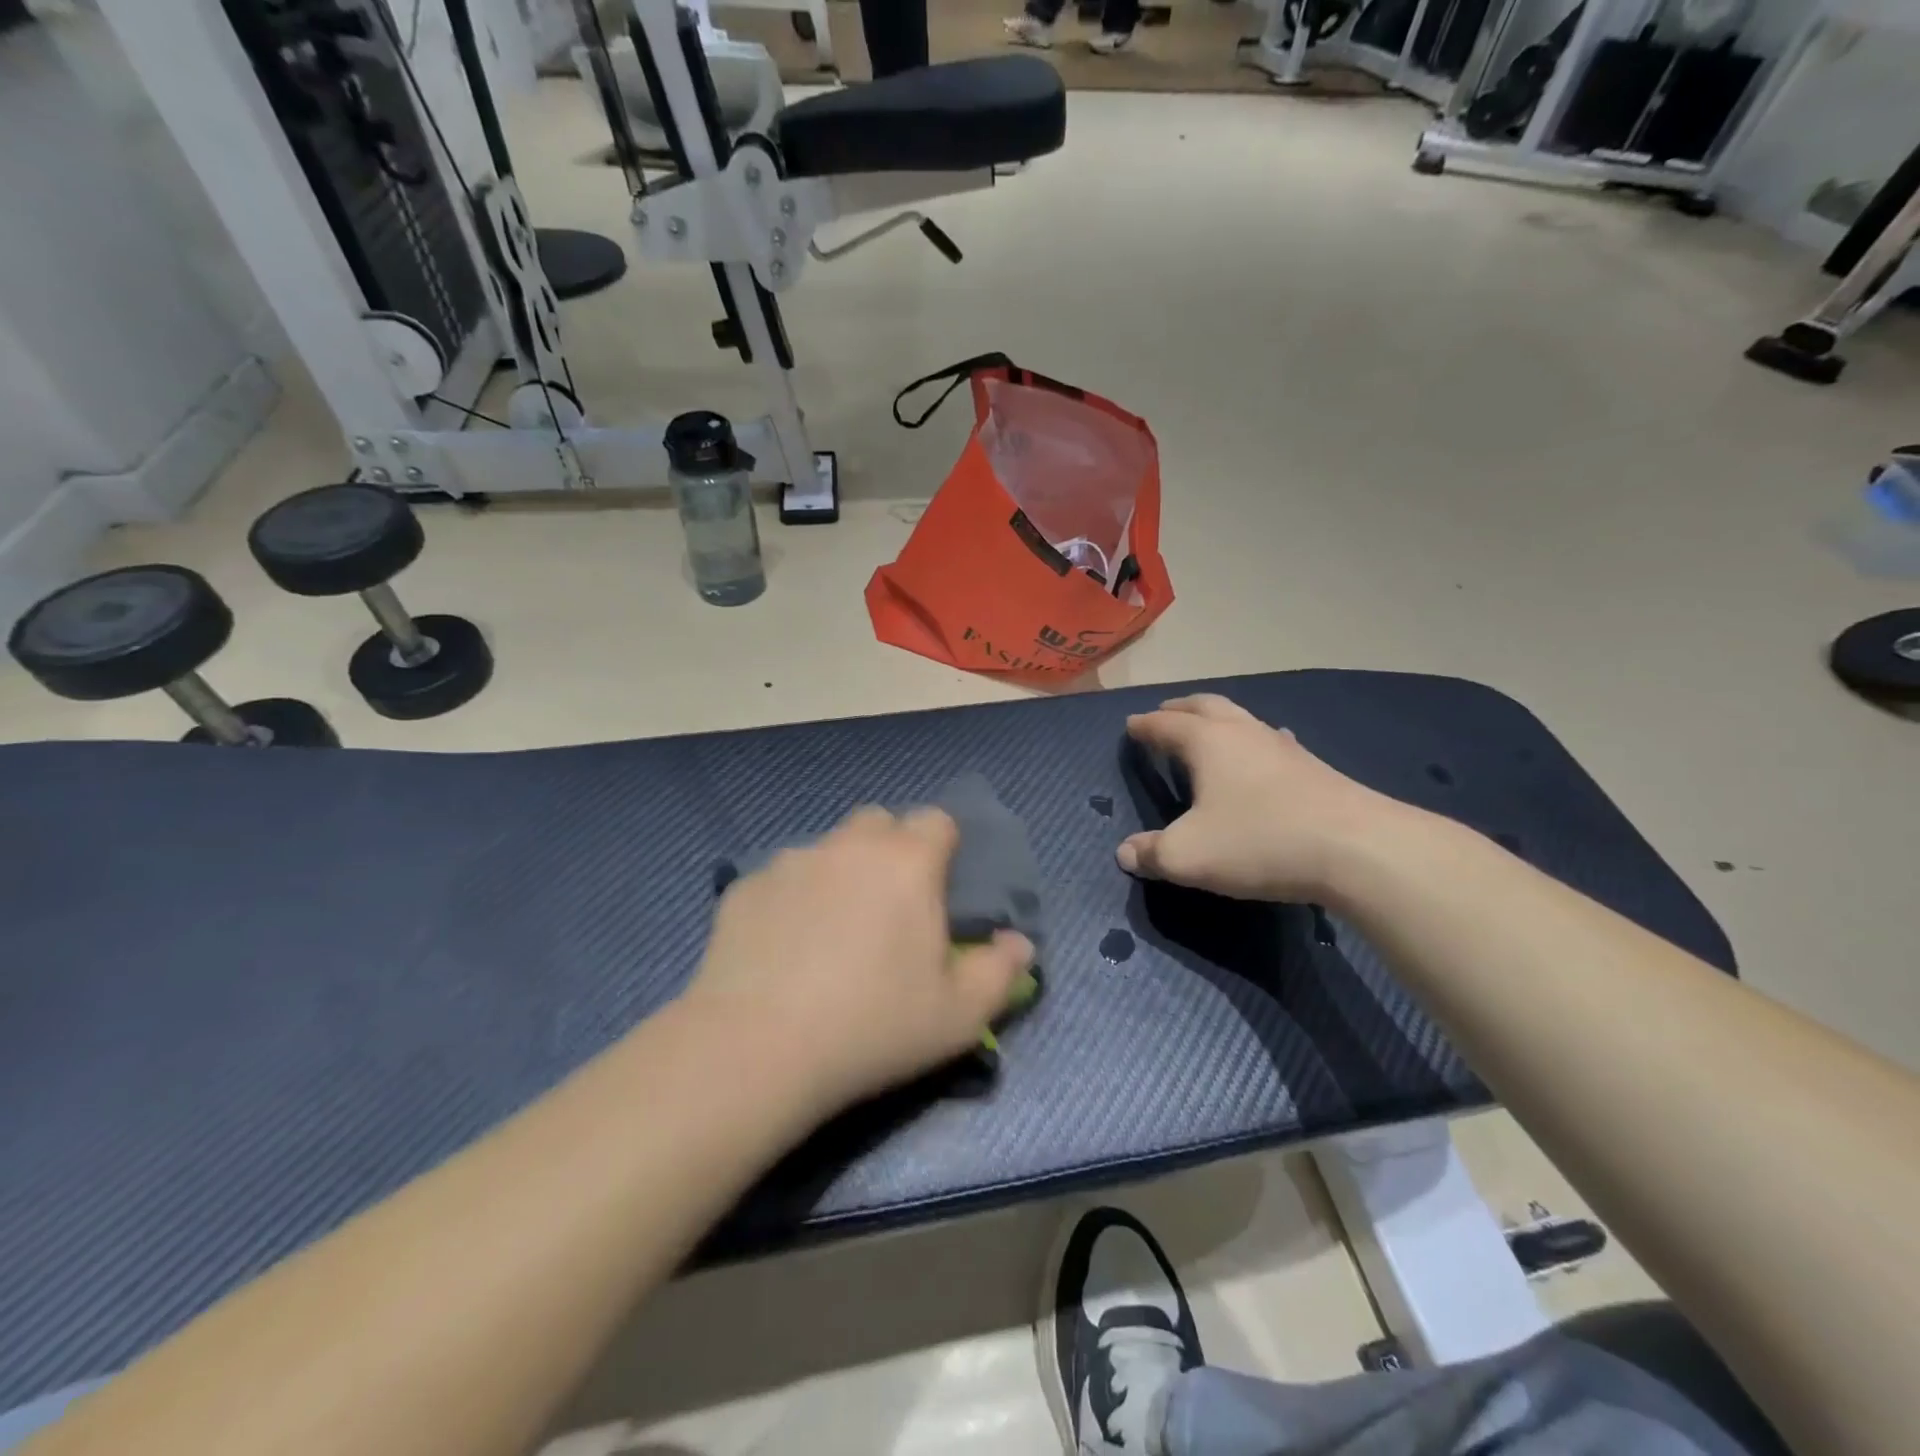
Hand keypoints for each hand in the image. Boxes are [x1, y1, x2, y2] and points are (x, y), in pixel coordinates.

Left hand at [685, 807, 1033, 1113]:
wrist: (756, 1049)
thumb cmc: (873, 1026)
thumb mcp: (958, 1015)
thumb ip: (1000, 972)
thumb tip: (1019, 944)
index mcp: (907, 862)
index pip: (937, 820)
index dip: (944, 847)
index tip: (939, 889)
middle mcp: (849, 845)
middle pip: (880, 822)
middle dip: (891, 849)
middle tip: (890, 906)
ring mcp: (791, 861)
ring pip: (828, 848)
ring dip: (840, 872)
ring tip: (832, 931)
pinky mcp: (745, 887)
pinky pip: (781, 878)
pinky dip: (791, 899)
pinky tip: (782, 949)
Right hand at [1118, 695, 1404, 901]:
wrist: (1356, 848)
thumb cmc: (1258, 840)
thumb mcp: (1188, 855)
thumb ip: (1151, 853)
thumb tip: (1125, 853)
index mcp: (1207, 742)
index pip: (1165, 724)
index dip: (1144, 726)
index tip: (1130, 726)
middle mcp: (1243, 733)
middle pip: (1206, 706)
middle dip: (1181, 708)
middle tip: (1165, 714)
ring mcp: (1283, 747)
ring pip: (1243, 719)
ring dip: (1219, 721)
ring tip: (1209, 733)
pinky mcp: (1314, 768)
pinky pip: (1271, 742)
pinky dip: (1254, 743)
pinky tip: (1262, 761)